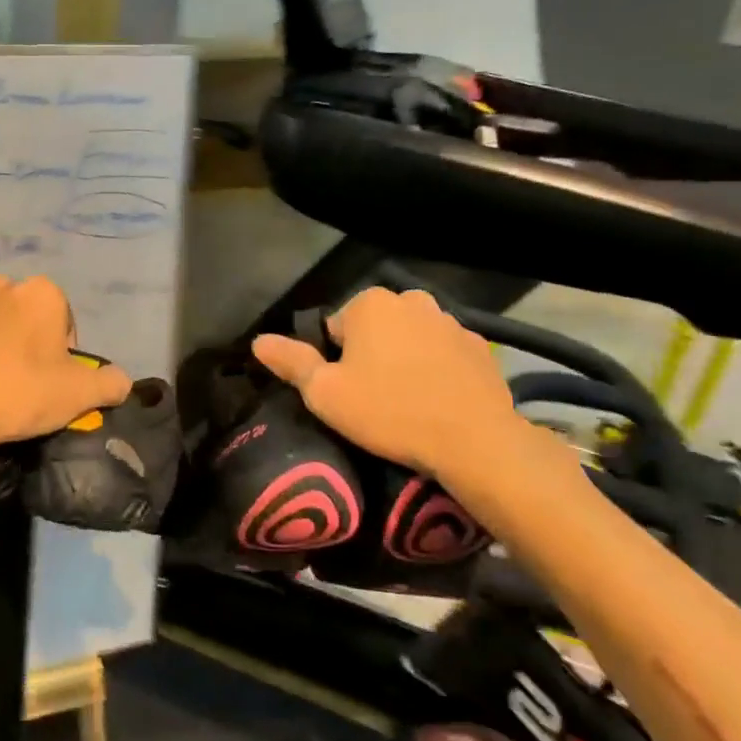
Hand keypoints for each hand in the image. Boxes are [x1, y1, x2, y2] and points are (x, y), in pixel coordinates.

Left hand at [0, 276, 132, 493]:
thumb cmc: (20, 394)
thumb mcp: (79, 395)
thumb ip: (111, 383)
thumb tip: (122, 381)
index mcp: (41, 294)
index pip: (61, 316)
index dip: (60, 348)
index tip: (51, 378)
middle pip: (21, 312)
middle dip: (22, 337)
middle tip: (17, 379)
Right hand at [251, 287, 531, 489]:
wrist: (475, 441)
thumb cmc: (389, 412)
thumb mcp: (325, 393)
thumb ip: (291, 362)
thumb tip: (259, 341)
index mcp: (369, 304)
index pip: (335, 327)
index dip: (334, 361)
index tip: (346, 391)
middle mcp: (411, 299)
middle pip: (375, 328)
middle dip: (370, 354)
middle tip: (373, 398)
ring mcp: (451, 321)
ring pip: (411, 338)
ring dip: (405, 359)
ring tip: (407, 402)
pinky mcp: (481, 346)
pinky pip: (444, 353)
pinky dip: (437, 369)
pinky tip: (438, 401)